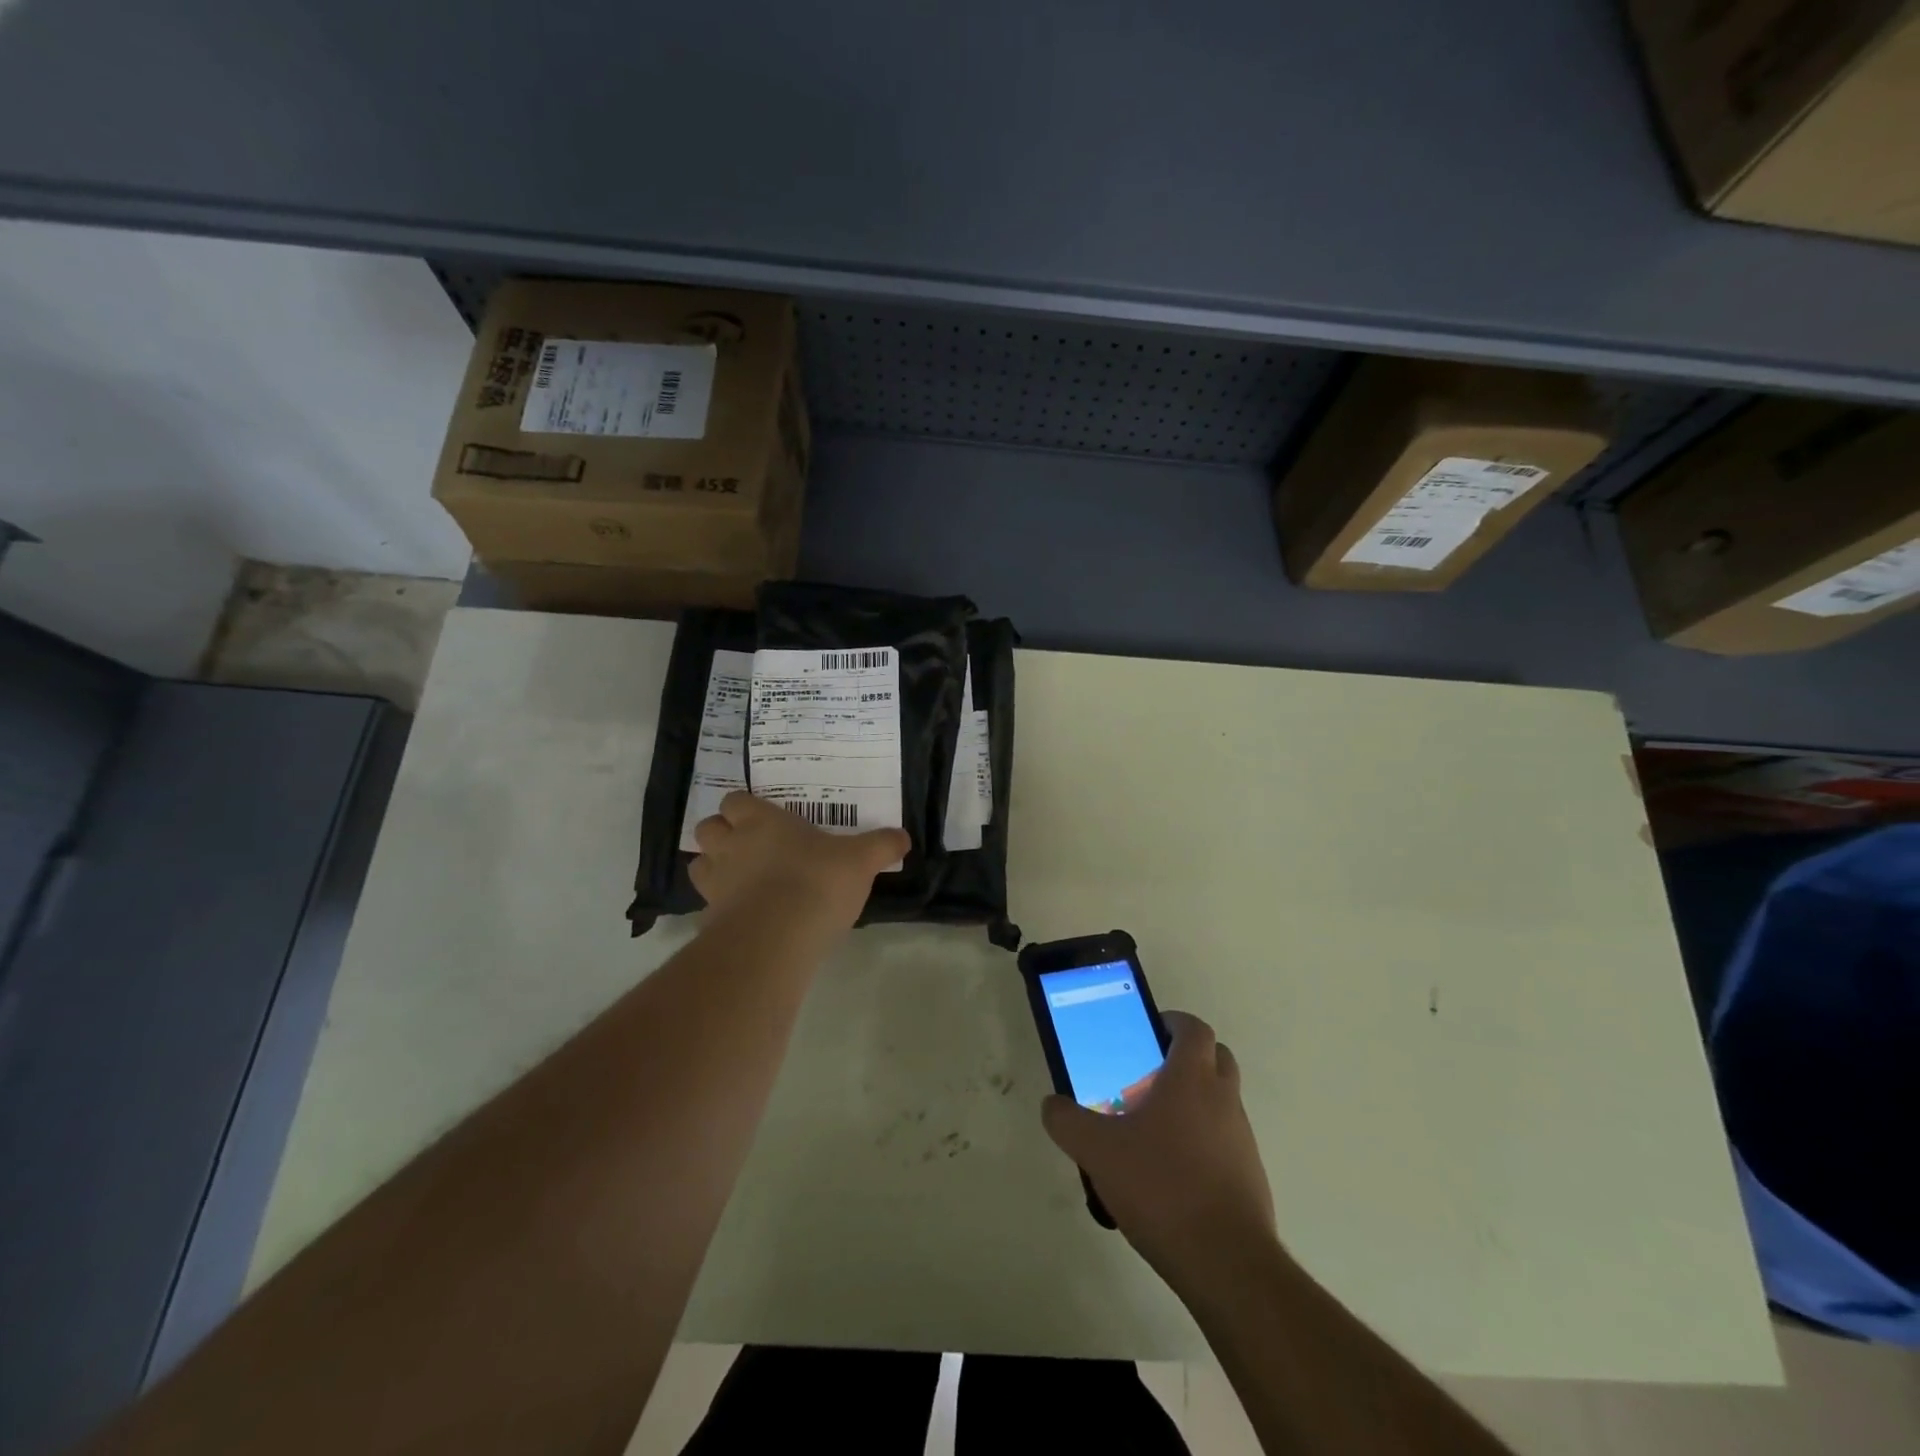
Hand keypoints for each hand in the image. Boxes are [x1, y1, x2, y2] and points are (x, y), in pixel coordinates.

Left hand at [690, 791, 909, 933]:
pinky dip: (721, 907)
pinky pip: (708, 906)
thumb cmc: (817, 882)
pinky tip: (744, 917)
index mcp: (761, 821)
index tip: (762, 818)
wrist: (777, 938)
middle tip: (748, 846)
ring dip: (714, 867)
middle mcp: (732, 845)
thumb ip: (881, 846)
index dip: (744, 808)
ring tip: (740, 879)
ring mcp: (716, 883)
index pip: (735, 801)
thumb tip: (903, 837)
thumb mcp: (861, 861)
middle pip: (708, 828)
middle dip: (722, 834)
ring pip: (700, 864)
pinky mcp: (711, 919)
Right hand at [1042, 1011, 1276, 1280]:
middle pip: (1216, 1058)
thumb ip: (1068, 1122)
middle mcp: (1224, 1099)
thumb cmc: (1161, 1187)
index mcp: (1192, 1078)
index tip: (1148, 1034)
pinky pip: (1226, 1142)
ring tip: (1152, 1132)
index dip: (1173, 1023)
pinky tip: (1171, 1176)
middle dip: (1187, 1059)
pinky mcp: (1250, 1177)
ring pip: (1221, 1101)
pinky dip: (1204, 1143)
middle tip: (1149, 1077)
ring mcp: (1242, 1139)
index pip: (1194, 1028)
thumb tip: (1052, 1105)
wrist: (1225, 1263)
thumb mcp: (1097, 1151)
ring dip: (1194, 1103)